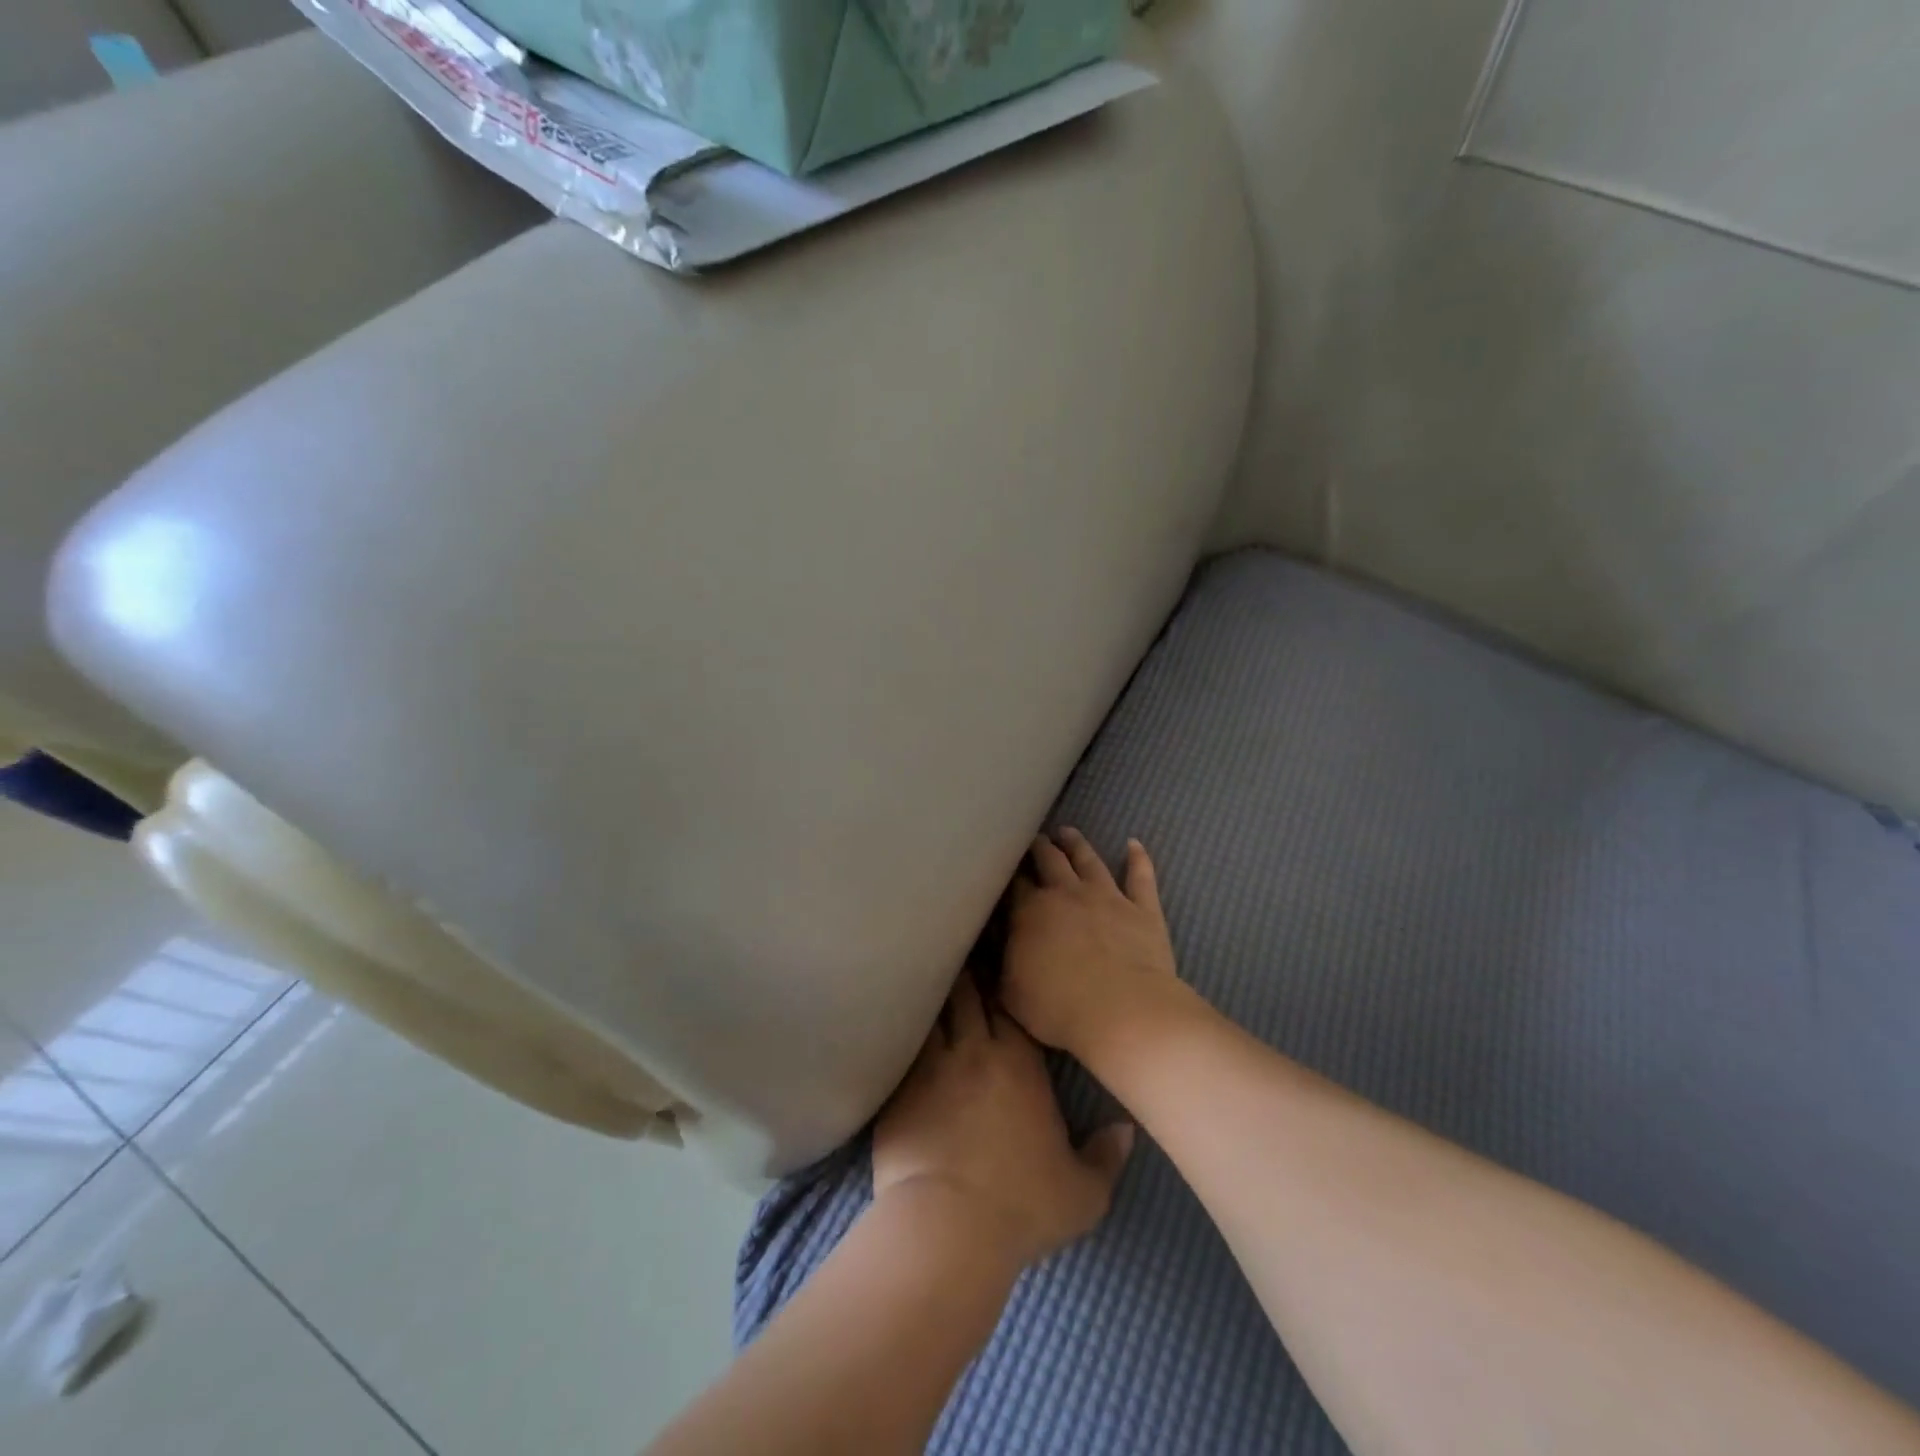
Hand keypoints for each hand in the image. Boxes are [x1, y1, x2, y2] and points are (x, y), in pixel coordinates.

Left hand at [873, 973, 1132, 1268]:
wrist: (948, 1227)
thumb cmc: (1021, 1206)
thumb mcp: (1081, 1193)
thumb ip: (1106, 1157)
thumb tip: (1126, 1130)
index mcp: (1019, 1061)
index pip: (1008, 1000)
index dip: (1000, 978)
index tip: (996, 962)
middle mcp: (974, 1050)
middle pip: (966, 991)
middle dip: (965, 972)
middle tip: (961, 959)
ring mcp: (930, 1065)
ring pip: (931, 1009)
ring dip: (932, 994)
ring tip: (927, 979)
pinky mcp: (898, 1088)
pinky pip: (901, 1045)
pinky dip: (904, 1031)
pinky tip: (897, 1025)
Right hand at [1001, 829, 1184, 1064]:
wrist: (1122, 1011)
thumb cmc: (1058, 1007)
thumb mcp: (1011, 992)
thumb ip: (1003, 964)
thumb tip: (996, 946)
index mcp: (1030, 911)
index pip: (1015, 885)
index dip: (1009, 875)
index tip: (1006, 869)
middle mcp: (1067, 893)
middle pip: (1050, 860)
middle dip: (1040, 848)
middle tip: (1034, 840)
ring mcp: (1108, 897)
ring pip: (1089, 860)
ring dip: (1077, 844)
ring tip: (1068, 832)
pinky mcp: (1143, 909)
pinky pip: (1140, 876)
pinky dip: (1138, 858)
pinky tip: (1134, 844)